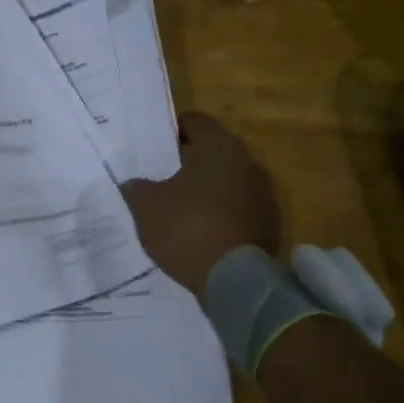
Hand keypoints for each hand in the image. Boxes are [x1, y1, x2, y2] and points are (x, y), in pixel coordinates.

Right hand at [121, 112, 280, 297]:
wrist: (234, 281)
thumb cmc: (187, 227)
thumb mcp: (146, 206)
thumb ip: (137, 187)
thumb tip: (134, 184)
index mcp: (219, 146)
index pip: (194, 122)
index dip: (171, 131)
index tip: (154, 147)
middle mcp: (247, 162)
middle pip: (213, 151)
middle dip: (189, 162)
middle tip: (162, 176)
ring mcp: (264, 194)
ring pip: (227, 181)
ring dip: (207, 189)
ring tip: (180, 206)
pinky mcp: (269, 224)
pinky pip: (238, 208)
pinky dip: (221, 214)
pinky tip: (201, 230)